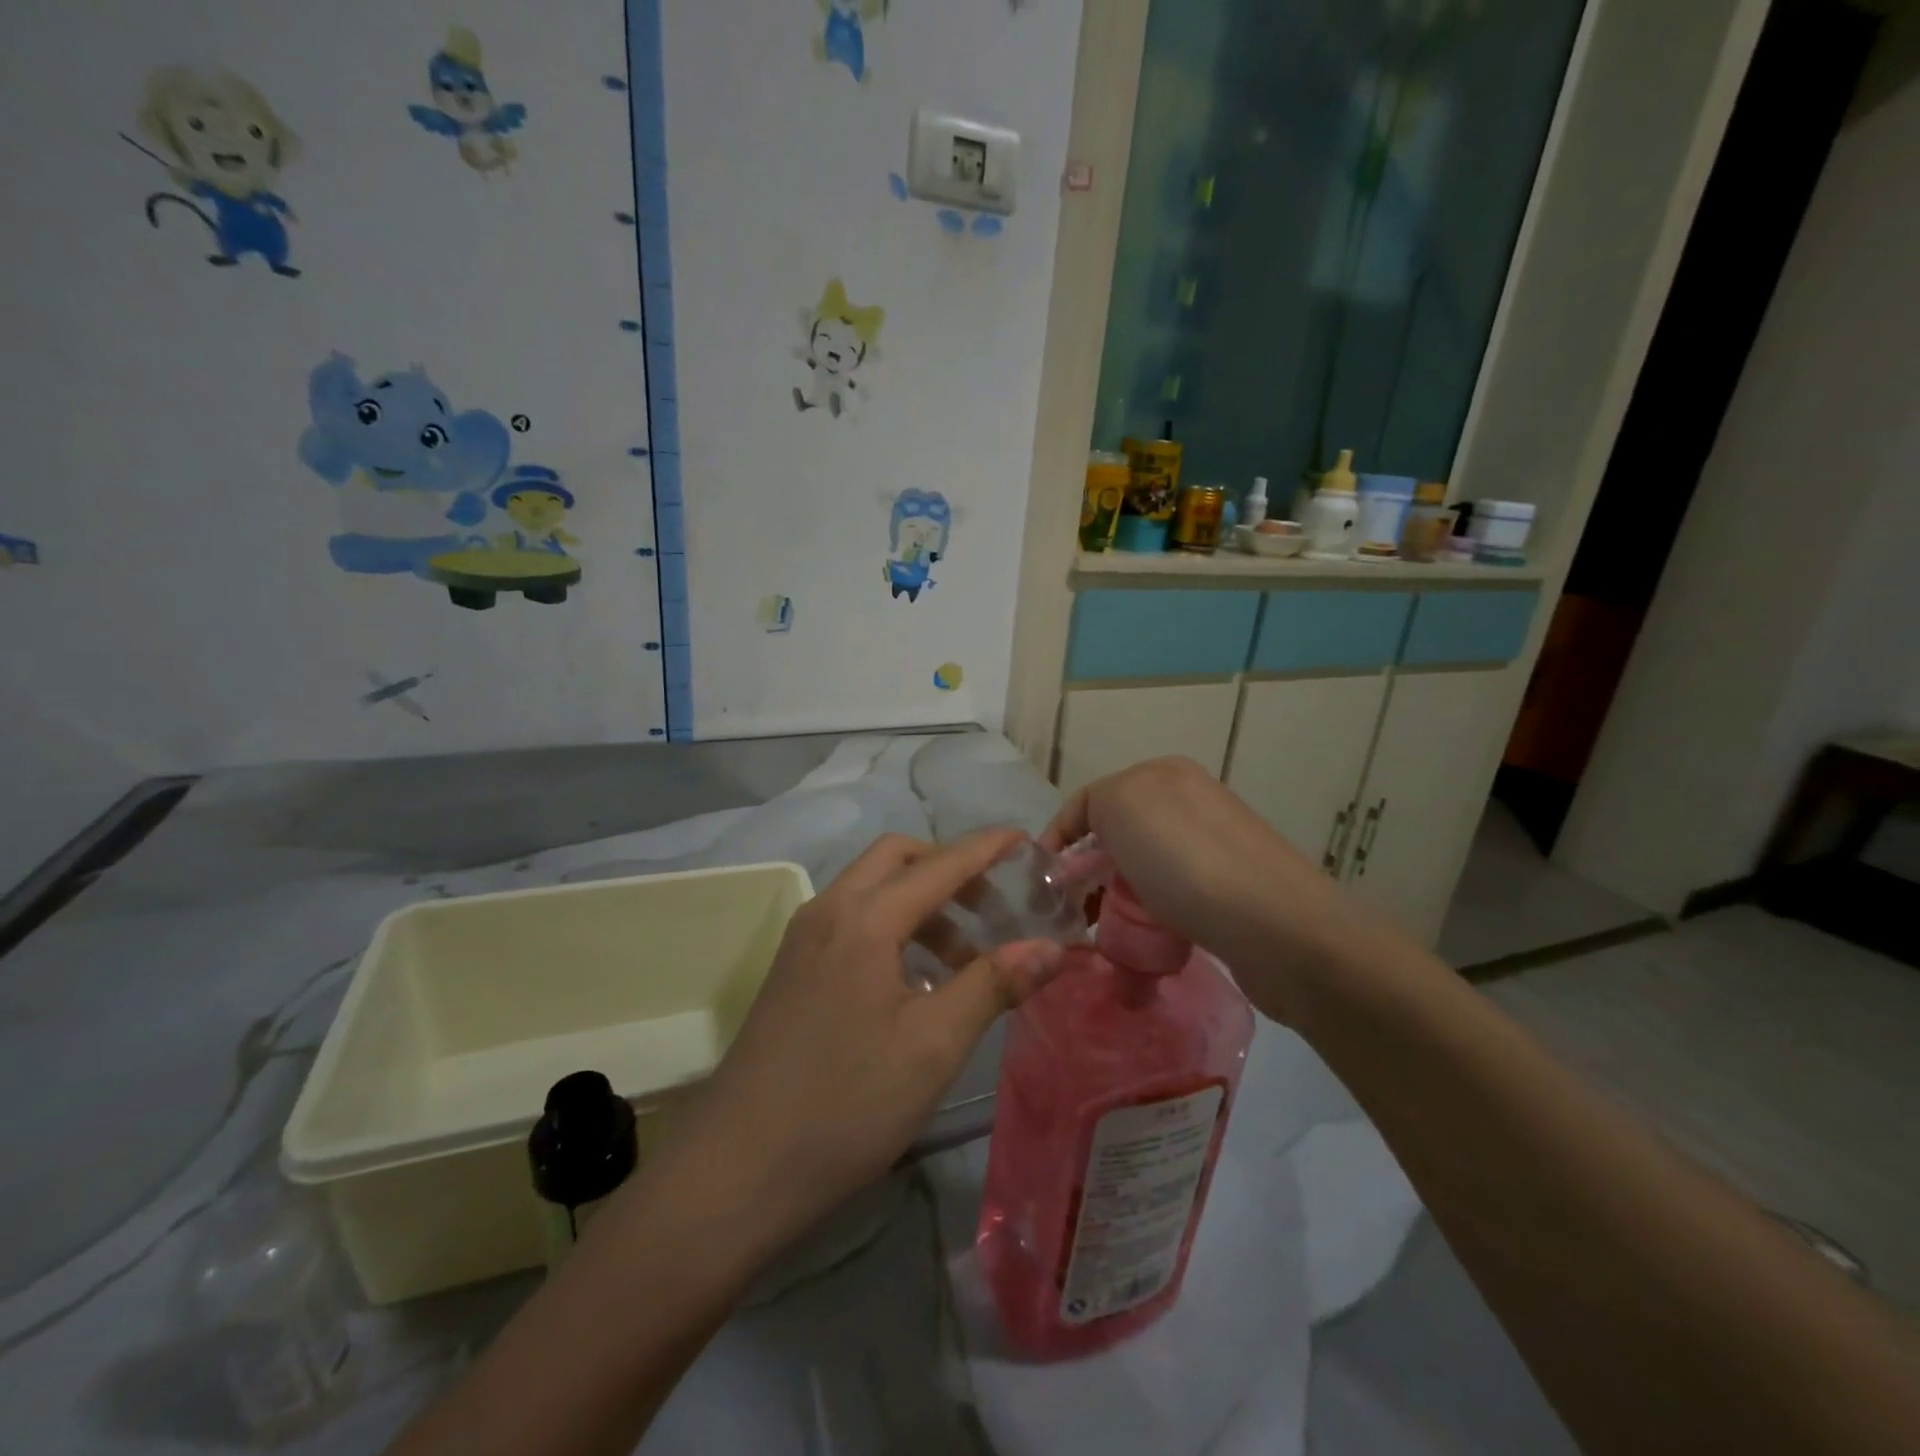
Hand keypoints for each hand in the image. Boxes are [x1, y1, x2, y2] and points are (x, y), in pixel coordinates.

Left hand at [643, 829, 1061, 1258]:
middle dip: (949, 869)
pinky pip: (852, 920)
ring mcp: (804, 938)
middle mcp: (829, 910)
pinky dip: (892, 927)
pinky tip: (916, 982)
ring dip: (922, 904)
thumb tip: (1052, 948)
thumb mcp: (933, 1045)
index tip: (1026, 839)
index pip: (940, 864)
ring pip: (872, 890)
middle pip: (897, 859)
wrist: (736, 1170)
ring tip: (963, 959)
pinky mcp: (793, 968)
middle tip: (993, 906)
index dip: (987, 848)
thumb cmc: (846, 1105)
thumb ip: (993, 985)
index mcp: (865, 918)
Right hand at [1041, 757, 1370, 1021]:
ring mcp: (1214, 847)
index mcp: (1164, 774)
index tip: (1040, 884)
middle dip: (1087, 872)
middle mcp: (1191, 802)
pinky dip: (1150, 917)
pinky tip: (1145, 941)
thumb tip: (1090, 844)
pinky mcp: (1231, 891)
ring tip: (1103, 936)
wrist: (1277, 928)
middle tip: (1070, 913)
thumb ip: (1092, 807)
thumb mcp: (1121, 805)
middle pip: (1117, 836)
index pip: (1090, 801)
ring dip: (1117, 899)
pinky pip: (1171, 898)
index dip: (1059, 838)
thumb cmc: (1186, 861)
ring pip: (1143, 871)